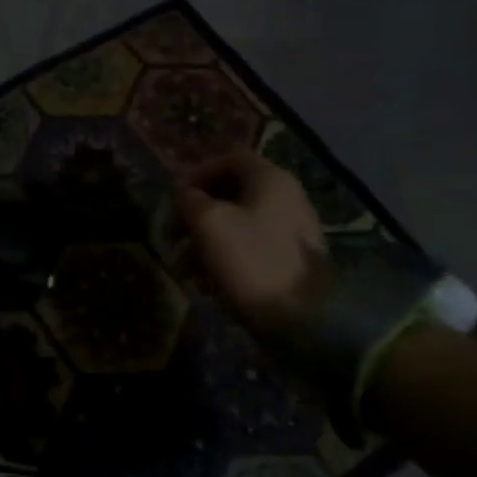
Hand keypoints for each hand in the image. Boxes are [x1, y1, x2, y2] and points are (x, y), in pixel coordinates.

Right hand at [174, 151, 330, 337]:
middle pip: (232, 191)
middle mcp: (285, 197)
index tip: (174, 199)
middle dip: (197, 211)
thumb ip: (189, 200)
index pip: (229, 158)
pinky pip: (248, 246)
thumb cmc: (252, 261)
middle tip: (173, 235)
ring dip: (205, 238)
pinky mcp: (288, 259)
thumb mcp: (209, 224)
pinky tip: (207, 281)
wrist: (304, 318)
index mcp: (271, 179)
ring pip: (237, 222)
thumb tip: (181, 191)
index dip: (197, 174)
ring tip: (184, 265)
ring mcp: (290, 230)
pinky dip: (224, 256)